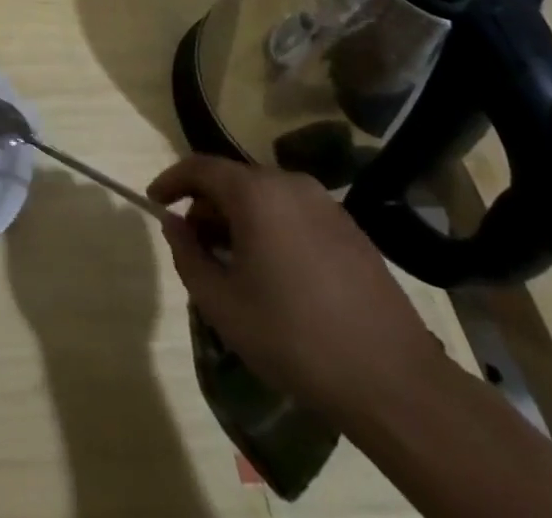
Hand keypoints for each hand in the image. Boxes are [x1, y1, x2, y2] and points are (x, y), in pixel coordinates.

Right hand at [147, 156, 448, 424]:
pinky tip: (276, 274)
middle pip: (234, 181)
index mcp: (255, 193)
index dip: (171, 181)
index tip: (155, 202)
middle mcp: (290, 185)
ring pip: (266, 198)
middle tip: (195, 245)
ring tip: (234, 264)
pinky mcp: (352, 231)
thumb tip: (174, 224)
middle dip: (207, 207)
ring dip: (240, 220)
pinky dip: (273, 230)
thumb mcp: (222, 304)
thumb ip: (187, 255)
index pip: (199, 167)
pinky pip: (295, 215)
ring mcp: (326, 206)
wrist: (396, 384)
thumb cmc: (295, 338)